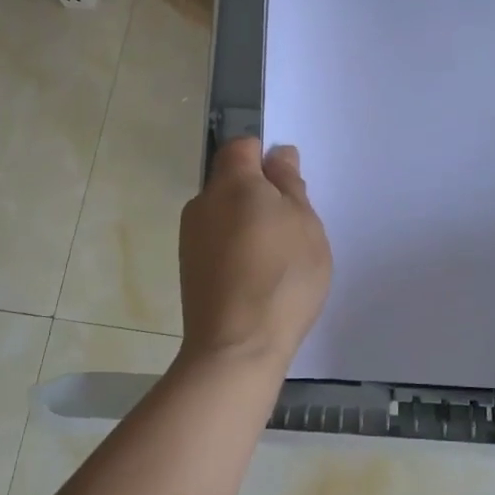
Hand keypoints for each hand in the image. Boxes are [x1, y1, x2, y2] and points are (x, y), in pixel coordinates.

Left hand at [178, 138, 331, 368]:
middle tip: (292, 224)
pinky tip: (257, 277)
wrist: (237, 347)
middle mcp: (203, 203)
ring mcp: (191, 237)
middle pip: (231, 181)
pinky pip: (217, 241)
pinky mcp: (189, 268)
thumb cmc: (283, 277)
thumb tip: (278, 155)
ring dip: (248, 223)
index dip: (265, 156)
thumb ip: (290, 184)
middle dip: (259, 193)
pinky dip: (236, 248)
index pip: (242, 147)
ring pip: (224, 213)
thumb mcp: (305, 224)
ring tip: (278, 257)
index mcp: (232, 184)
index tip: (289, 184)